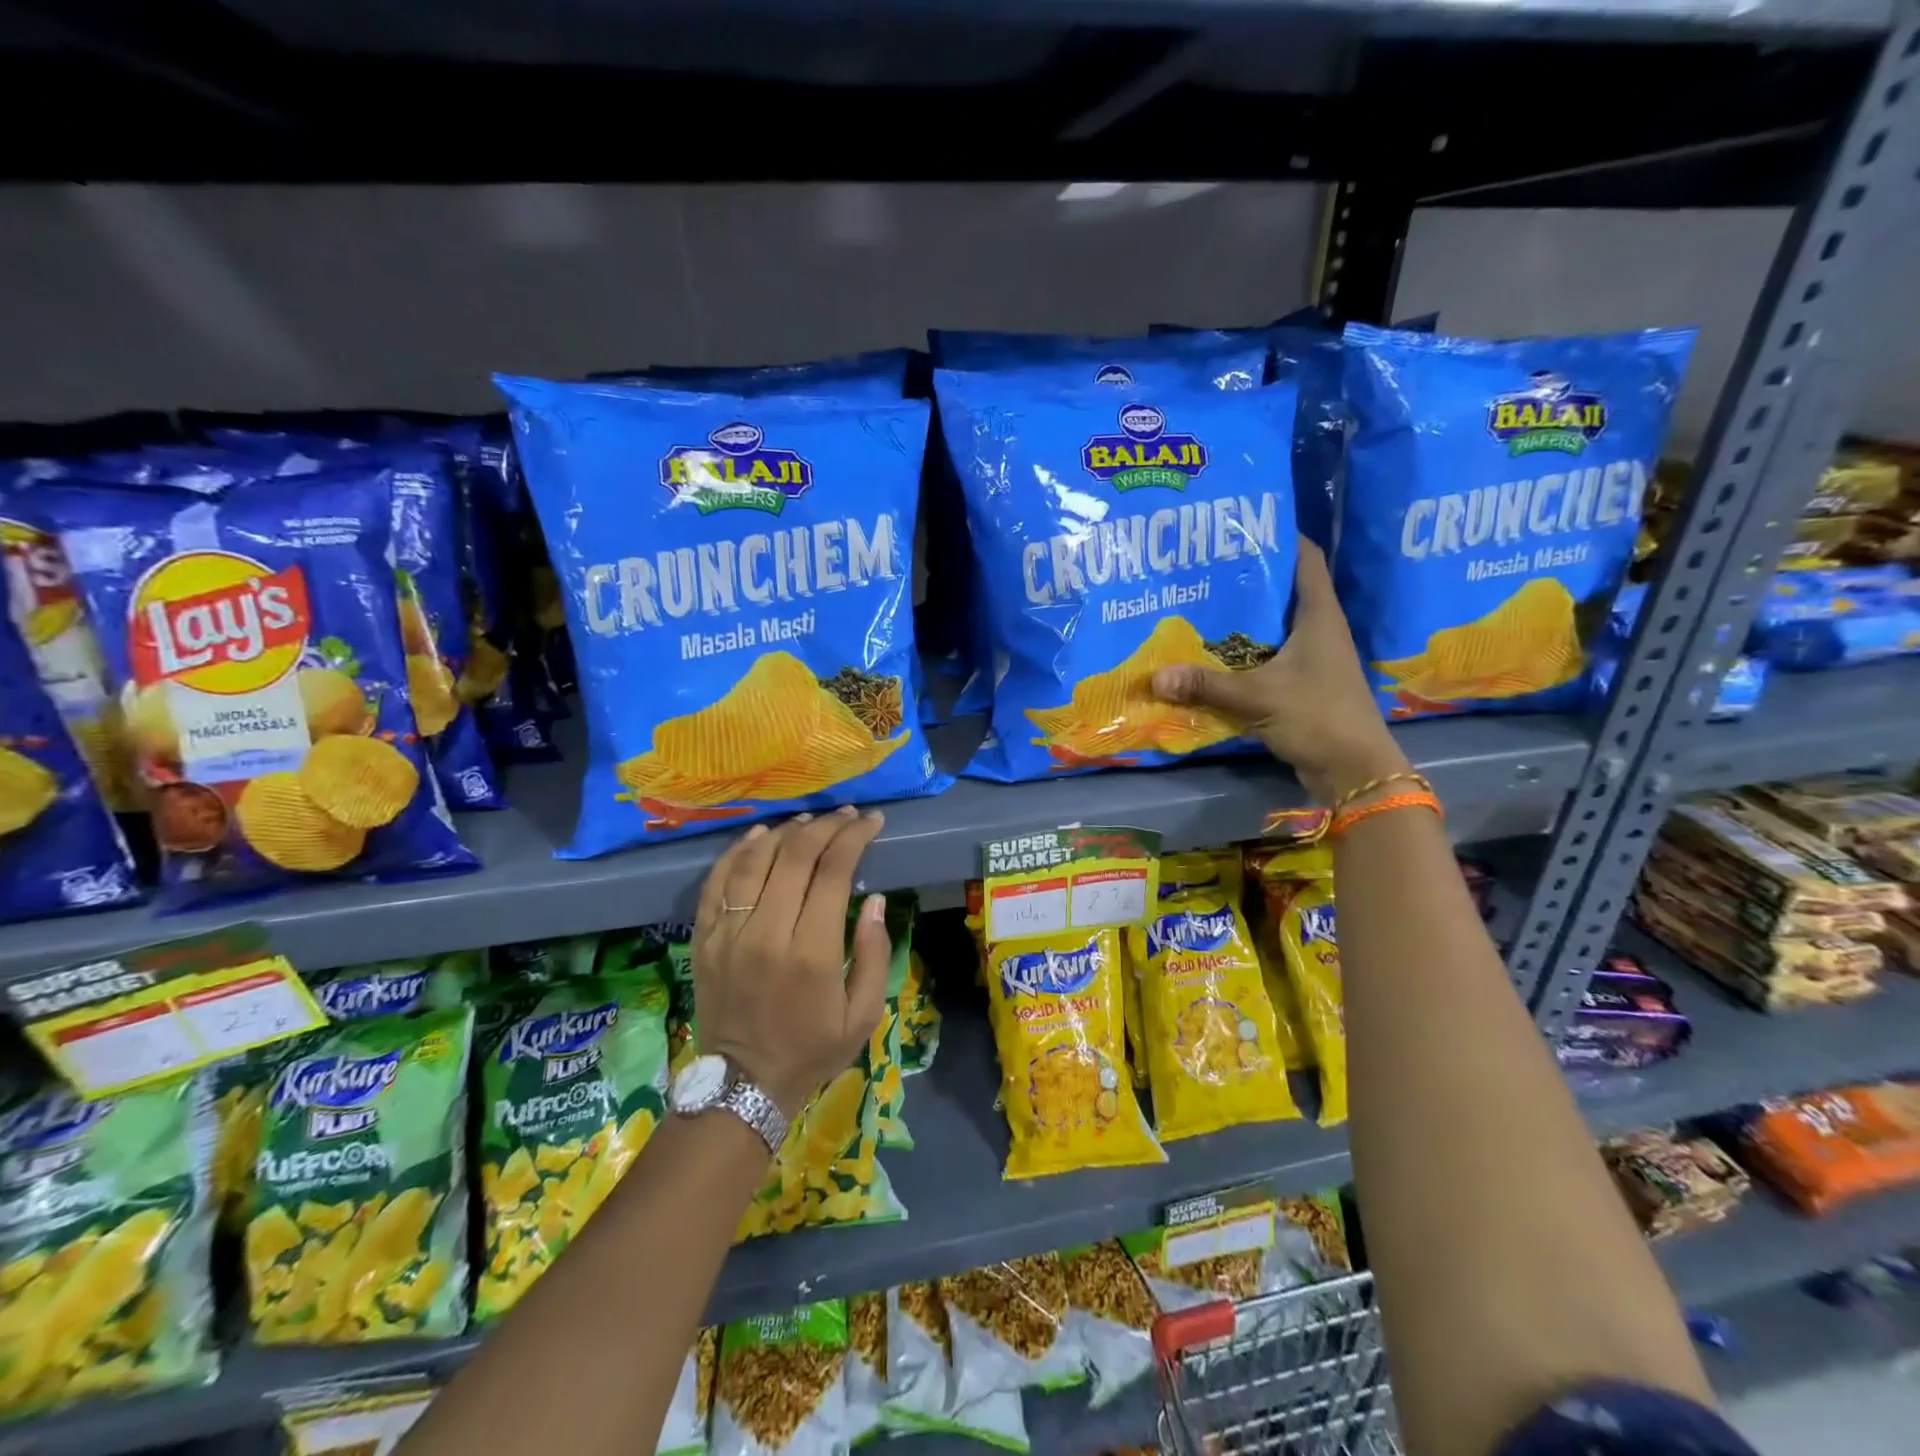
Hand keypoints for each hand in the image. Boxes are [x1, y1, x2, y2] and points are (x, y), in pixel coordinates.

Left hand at [690, 806, 890, 1118]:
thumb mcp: (863, 1014)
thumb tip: (876, 900)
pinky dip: (738, 851)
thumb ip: (875, 954)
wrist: (743, 1085)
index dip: (854, 838)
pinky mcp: (704, 938)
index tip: (871, 821)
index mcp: (811, 952)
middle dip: (826, 826)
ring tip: (808, 820)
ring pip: (754, 860)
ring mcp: (729, 933)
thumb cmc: (812, 1049)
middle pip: (795, 855)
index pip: (833, 871)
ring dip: (785, 831)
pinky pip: (717, 881)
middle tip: (847, 815)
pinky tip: (759, 836)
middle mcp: (767, 933)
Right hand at [1151, 539, 1409, 804]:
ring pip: (1272, 626)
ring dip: (1241, 620)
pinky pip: (1267, 658)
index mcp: (1319, 616)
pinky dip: (1242, 654)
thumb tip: (1155, 677)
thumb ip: (1206, 685)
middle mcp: (1318, 630)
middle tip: (1203, 568)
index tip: (1240, 525)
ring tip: (1200, 606)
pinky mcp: (1302, 684)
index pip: (1304, 559)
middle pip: (1282, 590)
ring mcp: (1311, 659)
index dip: (1278, 536)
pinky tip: (1211, 655)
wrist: (1354, 769)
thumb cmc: (1317, 717)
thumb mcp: (1257, 697)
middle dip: (1246, 578)